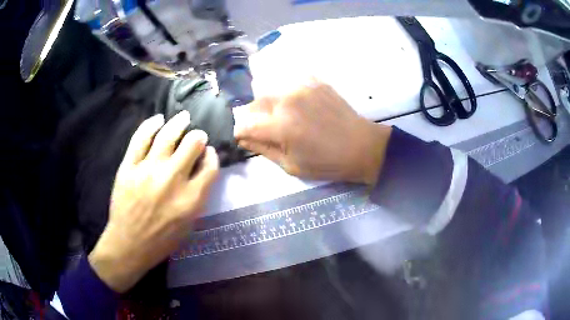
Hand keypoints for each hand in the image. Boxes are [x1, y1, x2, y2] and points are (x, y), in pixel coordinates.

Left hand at [88, 111, 218, 292]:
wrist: (129, 244)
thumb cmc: (162, 239)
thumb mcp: (189, 224)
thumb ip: (198, 195)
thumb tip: (201, 168)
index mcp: (191, 198)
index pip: (210, 165)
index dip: (212, 155)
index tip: (208, 153)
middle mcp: (172, 180)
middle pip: (192, 144)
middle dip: (198, 137)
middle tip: (196, 136)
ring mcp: (148, 170)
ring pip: (168, 135)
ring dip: (179, 123)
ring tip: (183, 117)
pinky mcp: (129, 166)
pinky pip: (141, 138)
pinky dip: (151, 125)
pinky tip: (158, 119)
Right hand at [234, 81, 391, 184]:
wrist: (361, 146)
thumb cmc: (327, 162)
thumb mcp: (291, 165)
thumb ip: (263, 149)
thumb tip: (242, 138)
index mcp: (281, 126)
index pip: (246, 124)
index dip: (240, 132)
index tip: (244, 137)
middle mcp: (288, 100)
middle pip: (255, 103)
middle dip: (253, 117)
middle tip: (264, 129)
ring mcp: (302, 87)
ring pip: (271, 91)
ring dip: (268, 105)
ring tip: (281, 118)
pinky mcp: (315, 82)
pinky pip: (290, 83)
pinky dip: (286, 94)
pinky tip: (296, 105)